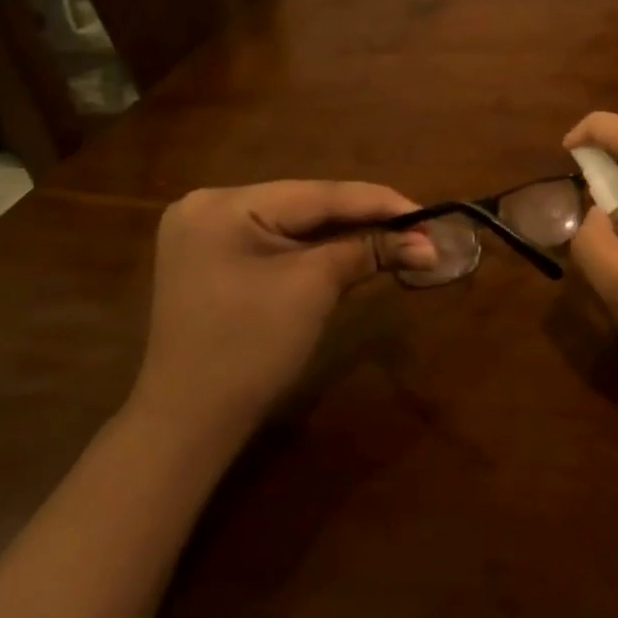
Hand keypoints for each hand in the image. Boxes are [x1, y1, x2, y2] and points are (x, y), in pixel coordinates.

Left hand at [127, 182, 435, 455]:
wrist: (188, 424)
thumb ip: (370, 251)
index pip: (318, 193)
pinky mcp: (214, 260)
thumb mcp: (314, 289)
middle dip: (364, 219)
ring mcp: (207, 234)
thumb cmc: (250, 349)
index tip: (427, 213)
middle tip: (417, 227)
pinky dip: (316, 249)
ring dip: (344, 233)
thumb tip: (428, 244)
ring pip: (295, 224)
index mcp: (224, 204)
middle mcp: (209, 206)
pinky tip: (354, 248)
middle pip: (306, 205)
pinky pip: (277, 243)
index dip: (378, 202)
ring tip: (397, 236)